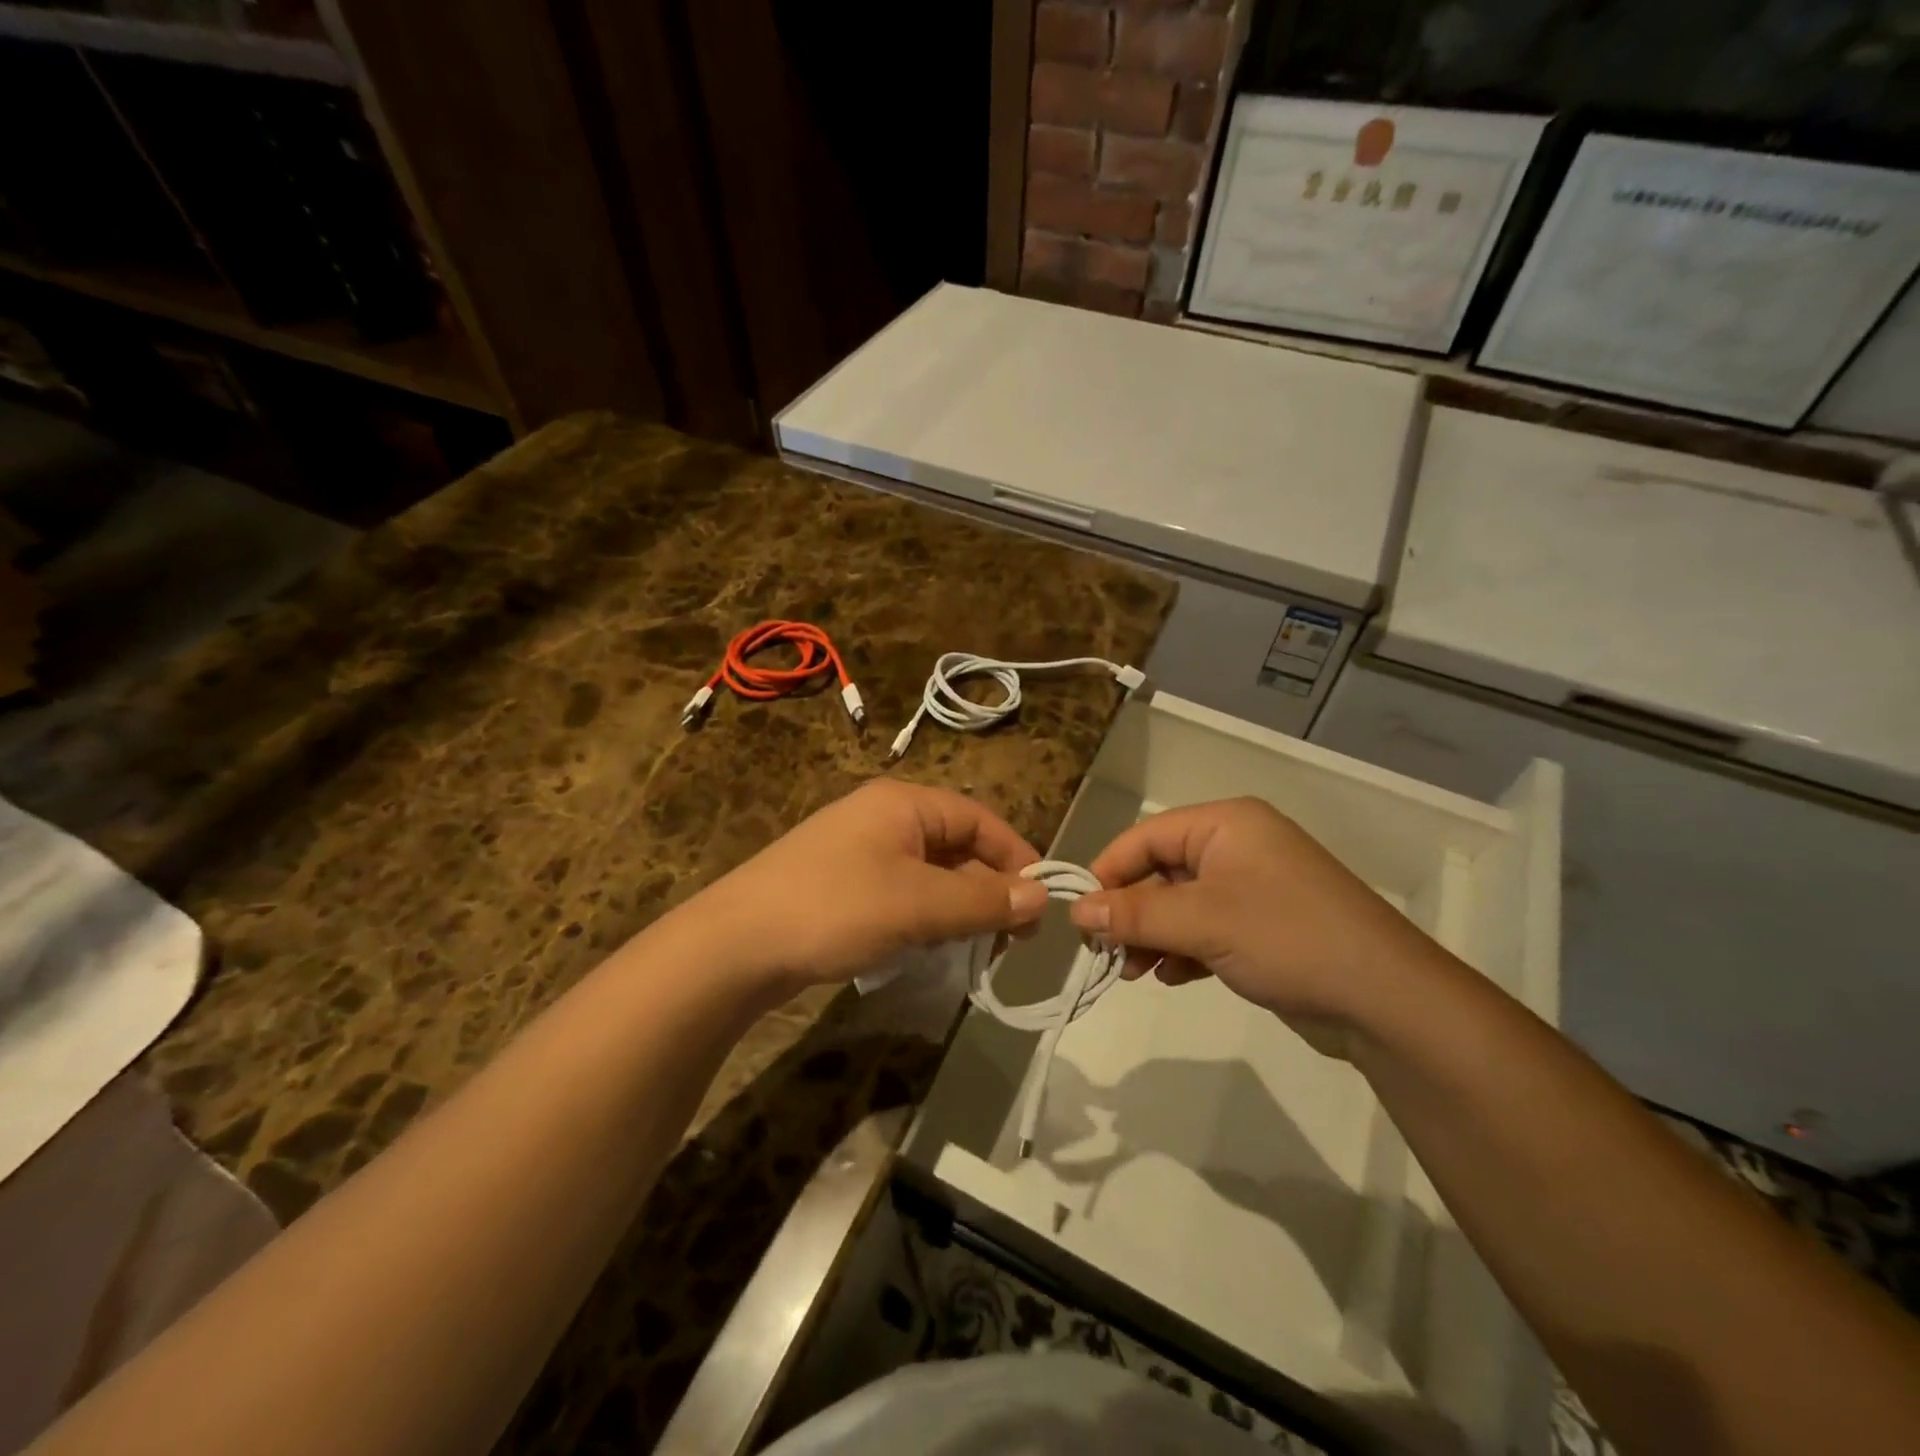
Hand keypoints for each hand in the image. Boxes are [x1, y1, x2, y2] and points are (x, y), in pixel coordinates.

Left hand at [690, 779, 1049, 996]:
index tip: (1041, 902)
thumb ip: (983, 900)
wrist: (735, 944)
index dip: (1016, 856)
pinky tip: (929, 945)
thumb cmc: (835, 908)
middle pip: (956, 845)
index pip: (979, 819)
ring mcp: (859, 850)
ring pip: (930, 872)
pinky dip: (926, 914)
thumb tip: (1042, 896)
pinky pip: (902, 891)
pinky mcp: (842, 883)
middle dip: (989, 887)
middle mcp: (883, 817)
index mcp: (904, 804)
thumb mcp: (918, 904)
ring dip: (959, 905)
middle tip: (1014, 936)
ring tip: (978, 945)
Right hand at [1067, 797, 1447, 1034]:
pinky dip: (1183, 950)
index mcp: (1226, 825)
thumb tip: (1076, 911)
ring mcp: (1253, 888)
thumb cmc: (1287, 938)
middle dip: (1132, 913)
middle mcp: (1238, 847)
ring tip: (1135, 973)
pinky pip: (1206, 928)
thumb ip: (1134, 914)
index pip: (1146, 836)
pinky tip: (1173, 978)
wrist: (1387, 1000)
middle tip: (1106, 953)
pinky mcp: (1264, 926)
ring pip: (1181, 904)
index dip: (1109, 872)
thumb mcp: (1202, 921)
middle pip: (1161, 871)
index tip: (1082, 916)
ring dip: (1153, 936)